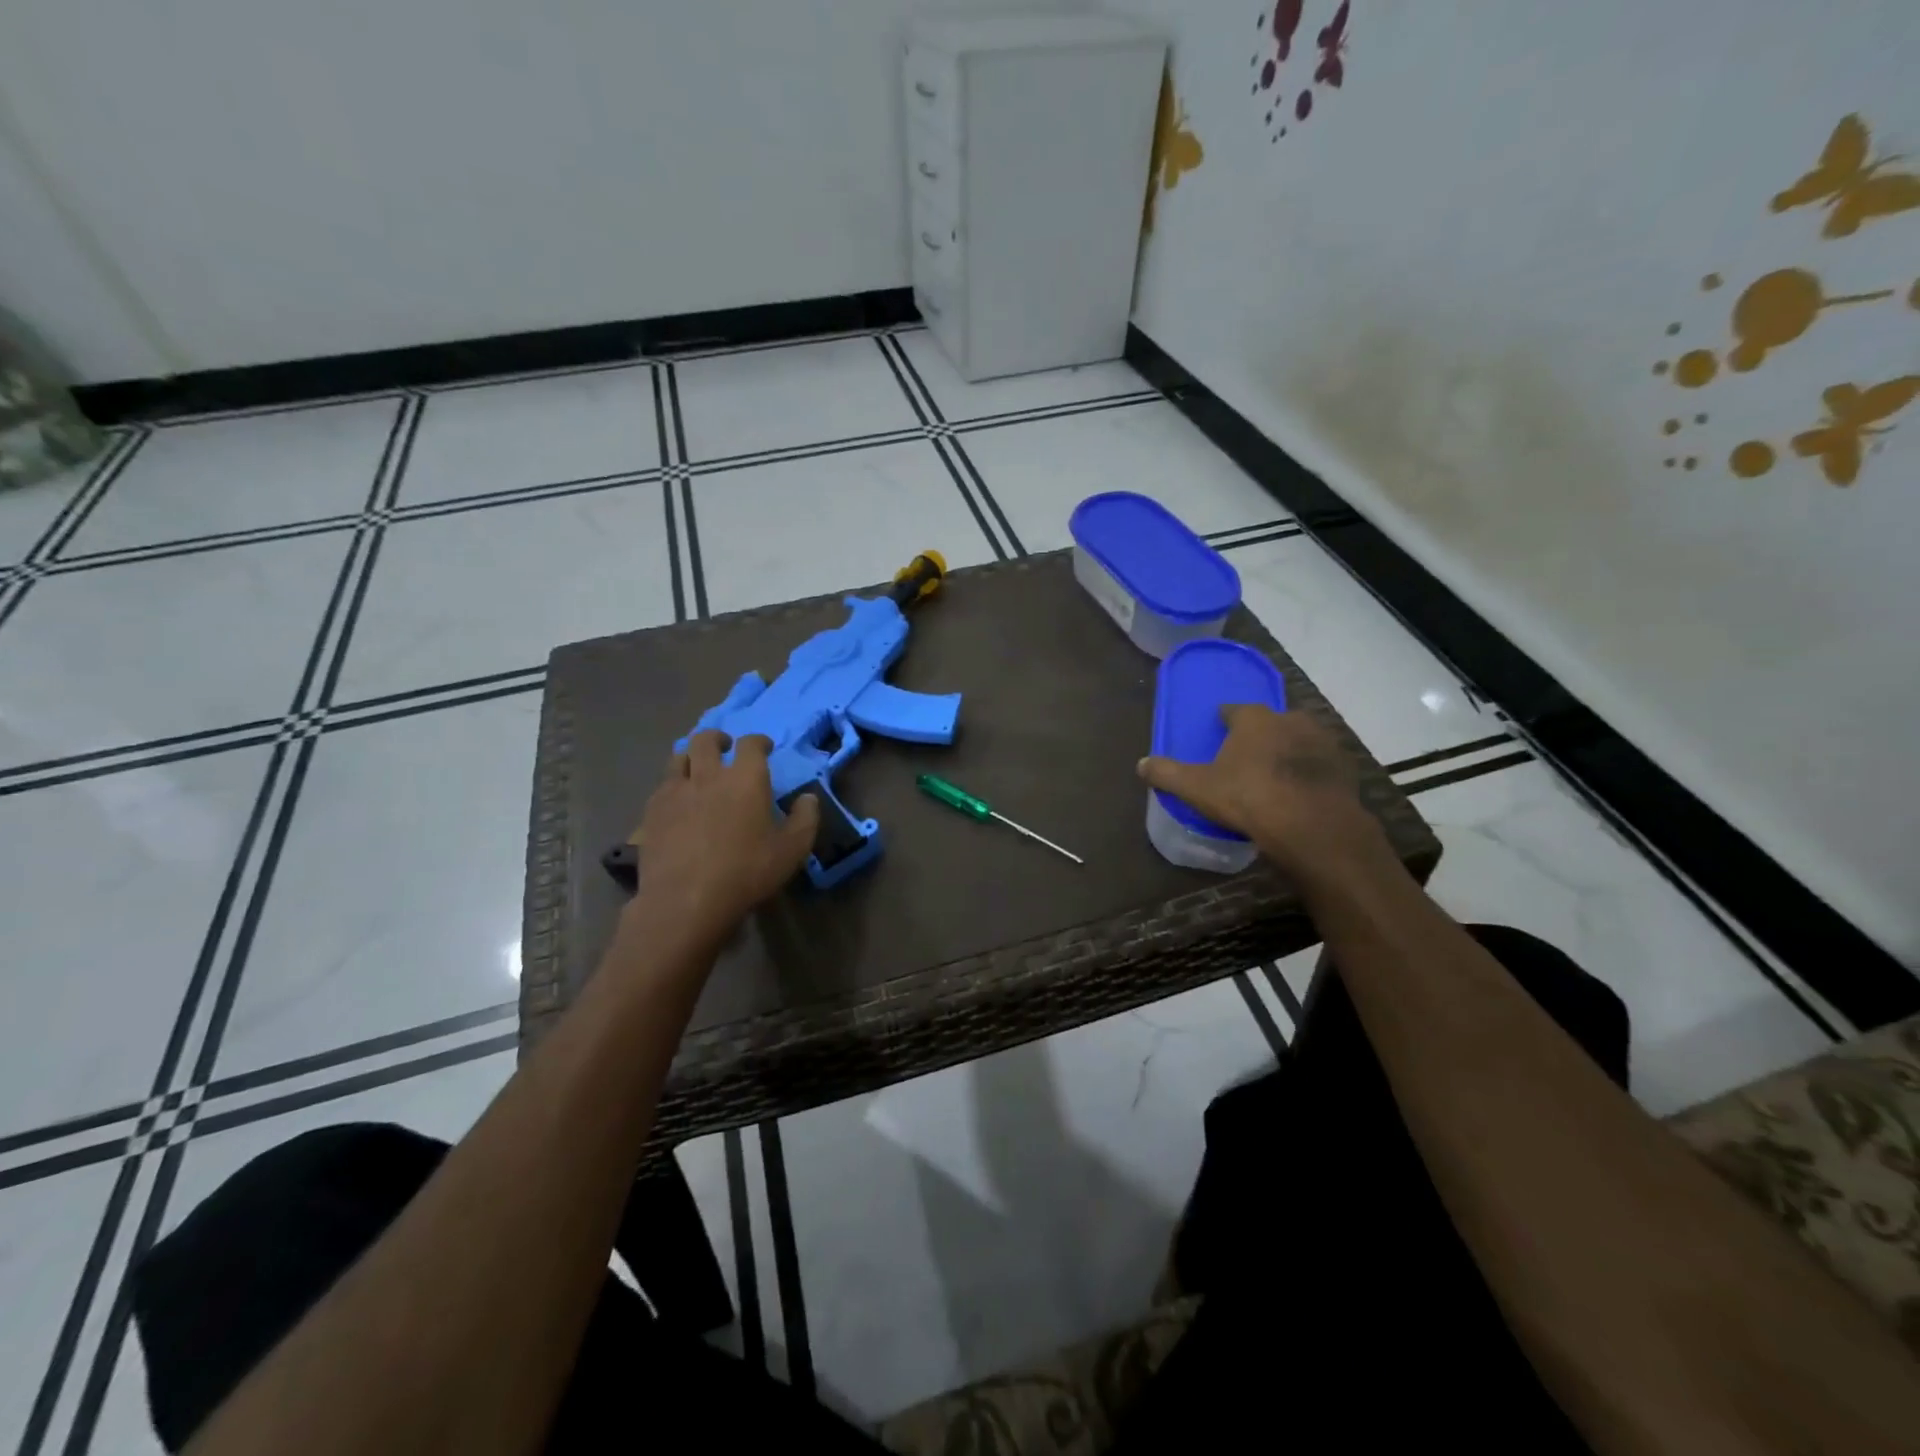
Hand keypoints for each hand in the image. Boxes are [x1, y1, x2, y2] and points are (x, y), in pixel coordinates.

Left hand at [626, 731, 818, 949]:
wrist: (686, 901)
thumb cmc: (746, 872)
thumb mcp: (792, 850)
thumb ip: (805, 819)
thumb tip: (808, 798)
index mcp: (745, 779)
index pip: (751, 744)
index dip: (759, 742)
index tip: (764, 748)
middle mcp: (708, 775)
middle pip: (706, 740)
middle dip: (717, 738)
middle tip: (725, 748)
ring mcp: (675, 791)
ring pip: (678, 757)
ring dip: (691, 756)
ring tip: (697, 769)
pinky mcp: (652, 812)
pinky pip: (662, 786)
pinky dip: (672, 785)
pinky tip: (677, 801)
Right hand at [1137, 705, 1393, 884]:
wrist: (1313, 827)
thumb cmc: (1249, 798)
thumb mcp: (1197, 788)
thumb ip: (1167, 773)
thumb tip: (1140, 764)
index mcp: (1254, 720)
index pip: (1236, 710)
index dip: (1226, 719)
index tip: (1219, 729)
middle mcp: (1291, 721)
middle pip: (1272, 721)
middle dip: (1261, 734)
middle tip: (1248, 756)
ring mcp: (1323, 743)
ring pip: (1301, 740)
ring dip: (1290, 751)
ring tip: (1276, 774)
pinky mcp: (1344, 768)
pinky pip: (1322, 764)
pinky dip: (1312, 773)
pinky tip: (1303, 792)